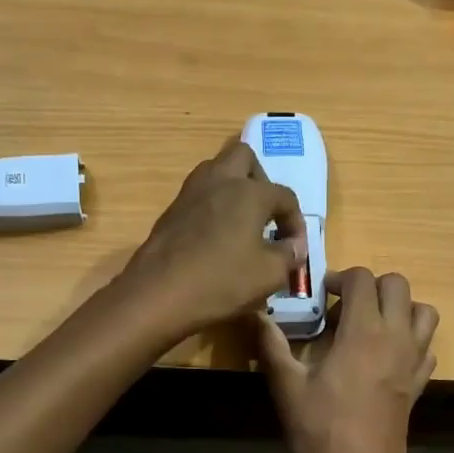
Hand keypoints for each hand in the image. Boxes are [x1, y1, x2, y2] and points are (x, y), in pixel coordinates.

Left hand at [119, 140, 305, 341]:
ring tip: (241, 222)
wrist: (157, 294)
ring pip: (217, 171)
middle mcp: (220, 181)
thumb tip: (294, 246)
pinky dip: (213, 206)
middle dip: (261, 180)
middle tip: (265, 213)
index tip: (294, 247)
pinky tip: (216, 237)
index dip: (296, 221)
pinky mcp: (171, 210)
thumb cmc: (221, 281)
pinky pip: (199, 195)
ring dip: (233, 188)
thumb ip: (289, 255)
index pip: (285, 196)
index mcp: (250, 192)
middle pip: (245, 158)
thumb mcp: (269, 275)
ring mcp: (191, 193)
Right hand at [256, 268, 438, 452]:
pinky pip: (427, 346)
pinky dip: (412, 339)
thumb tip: (254, 314)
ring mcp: (414, 360)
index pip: (363, 279)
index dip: (340, 278)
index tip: (321, 295)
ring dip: (400, 307)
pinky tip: (386, 356)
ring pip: (424, 311)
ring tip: (371, 324)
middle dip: (371, 286)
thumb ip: (271, 344)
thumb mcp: (287, 386)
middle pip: (398, 285)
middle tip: (344, 307)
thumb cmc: (320, 430)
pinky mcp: (420, 383)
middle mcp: (396, 337)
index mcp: (364, 331)